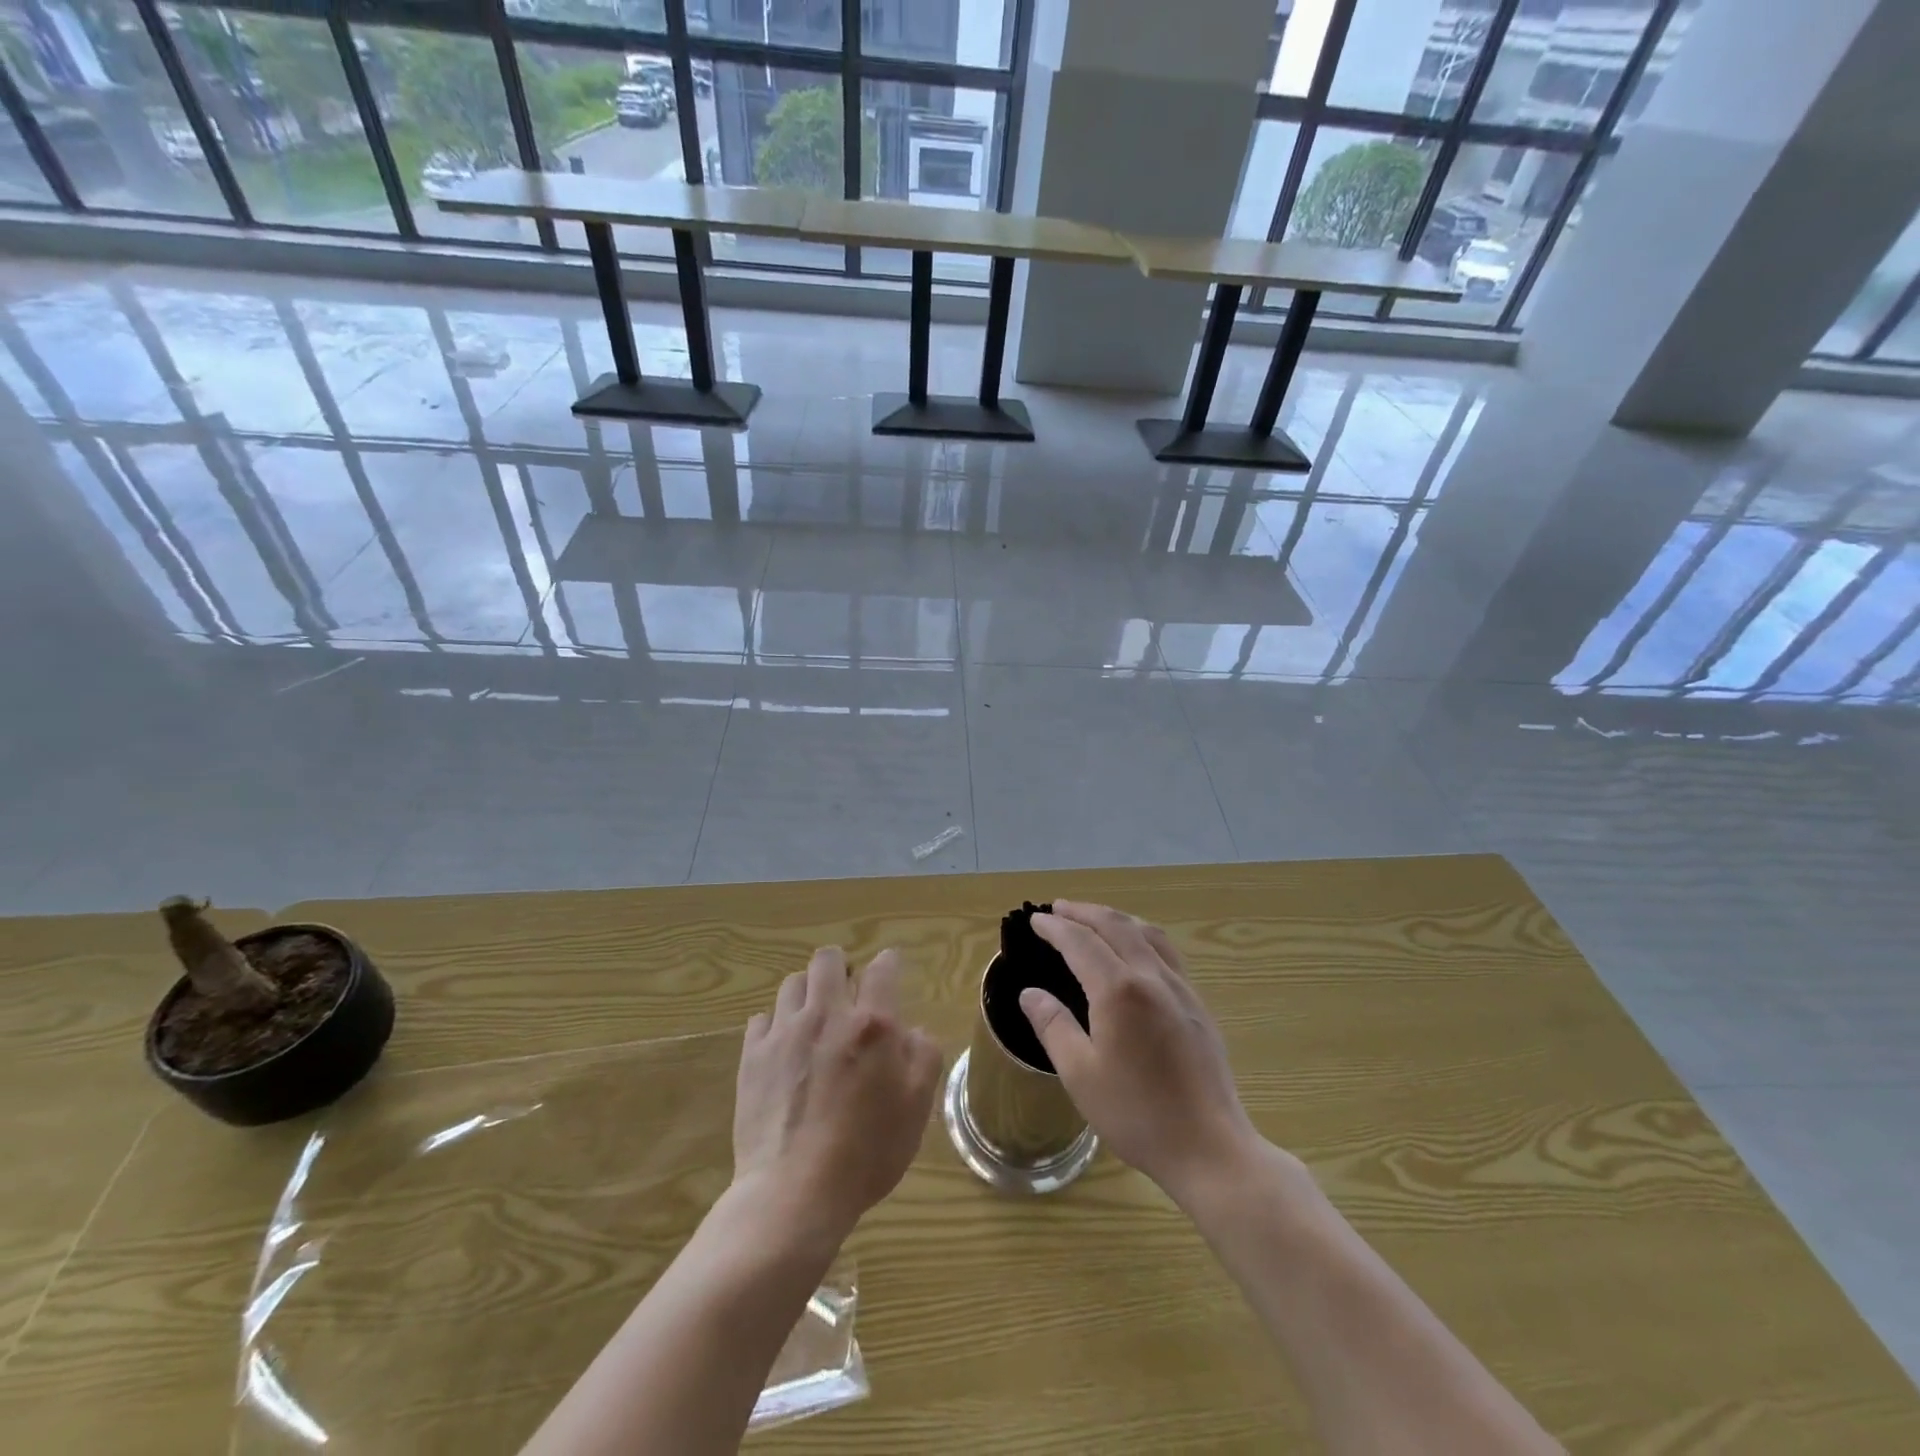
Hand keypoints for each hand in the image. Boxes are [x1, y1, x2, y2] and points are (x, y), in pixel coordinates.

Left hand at [732, 947, 942, 1246]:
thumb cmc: (866, 1152)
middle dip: (841, 966)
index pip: (883, 968)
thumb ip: (924, 1056)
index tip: (891, 971)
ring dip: (808, 992)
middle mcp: (827, 1014)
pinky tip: (783, 1046)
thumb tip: (913, 1030)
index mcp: (873, 1024)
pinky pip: (762, 1018)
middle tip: (848, 991)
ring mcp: (784, 1032)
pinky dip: (776, 1023)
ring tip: (814, 1017)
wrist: (794, 1192)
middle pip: (828, 959)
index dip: (890, 964)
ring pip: (792, 983)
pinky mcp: (752, 1055)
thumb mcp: (916, 1108)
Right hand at [1021, 901, 1258, 1202]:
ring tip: (1094, 919)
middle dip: (1083, 912)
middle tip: (1058, 908)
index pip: (1080, 942)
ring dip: (1115, 918)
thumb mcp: (1080, 1075)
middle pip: (1115, 925)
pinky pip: (1165, 951)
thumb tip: (1030, 993)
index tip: (1035, 920)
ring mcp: (1180, 987)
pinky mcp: (1197, 1003)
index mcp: (1119, 990)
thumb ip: (1053, 1026)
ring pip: (1146, 932)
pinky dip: (1140, 935)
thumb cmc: (1137, 1114)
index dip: (1055, 928)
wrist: (1209, 1147)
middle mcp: (1151, 976)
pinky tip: (1135, 951)